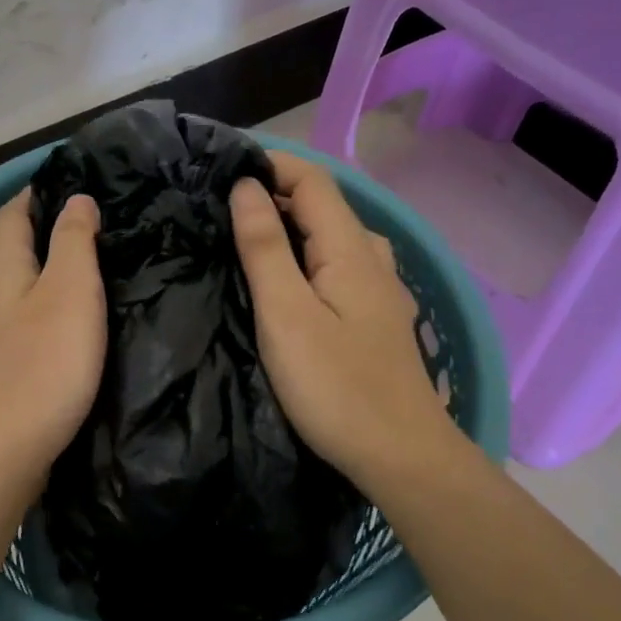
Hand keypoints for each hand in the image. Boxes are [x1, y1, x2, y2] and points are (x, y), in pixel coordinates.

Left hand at [0, 189, 105, 494]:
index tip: (76, 185)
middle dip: (41, 231)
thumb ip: (74, 241)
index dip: (40, 193)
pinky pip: (13, 321)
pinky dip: (36, 309)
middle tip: (90, 228)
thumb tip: (76, 200)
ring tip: (82, 274)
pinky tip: (59, 326)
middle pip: (7, 248)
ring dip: (39, 273)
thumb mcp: (71, 293)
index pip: (13, 212)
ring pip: (10, 287)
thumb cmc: (41, 366)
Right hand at [230, 153, 460, 497]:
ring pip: (331, 239)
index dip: (269, 165)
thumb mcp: (286, 315)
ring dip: (289, 230)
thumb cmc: (337, 387)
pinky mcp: (376, 318)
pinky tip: (285, 286)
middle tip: (219, 211)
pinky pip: (337, 268)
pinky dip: (305, 260)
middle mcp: (371, 258)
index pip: (312, 180)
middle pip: (323, 206)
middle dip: (273, 196)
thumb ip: (264, 248)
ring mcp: (379, 290)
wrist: (402, 455)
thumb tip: (246, 187)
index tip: (220, 173)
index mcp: (350, 248)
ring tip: (244, 244)